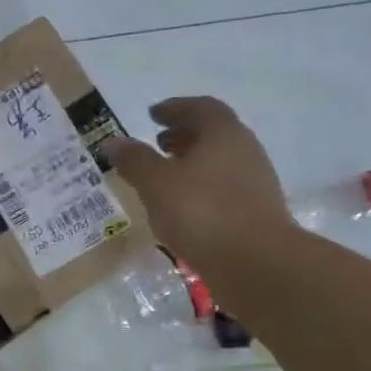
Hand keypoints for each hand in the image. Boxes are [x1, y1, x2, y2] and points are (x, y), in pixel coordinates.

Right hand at [101, 98, 293, 270]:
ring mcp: (255, 182)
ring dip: (192, 163)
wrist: (256, 263)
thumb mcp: (156, 184)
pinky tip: (183, 207)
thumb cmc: (202, 212)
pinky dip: (201, 188)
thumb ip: (135, 160)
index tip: (153, 115)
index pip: (200, 108)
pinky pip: (223, 188)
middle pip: (213, 134)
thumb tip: (114, 142)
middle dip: (184, 135)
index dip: (175, 108)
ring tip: (165, 177)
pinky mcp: (256, 211)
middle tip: (157, 143)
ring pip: (219, 162)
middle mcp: (245, 150)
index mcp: (223, 133)